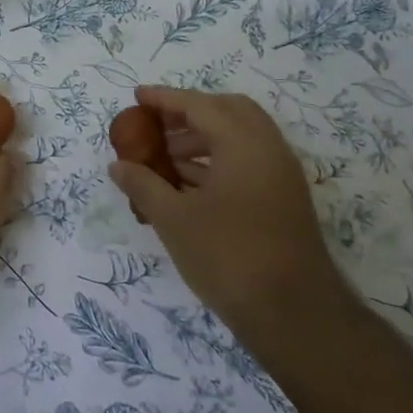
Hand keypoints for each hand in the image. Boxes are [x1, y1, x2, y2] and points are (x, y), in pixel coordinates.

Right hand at [108, 86, 351, 354]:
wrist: (294, 316)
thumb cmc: (228, 257)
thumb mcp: (173, 219)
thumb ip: (143, 185)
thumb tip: (118, 165)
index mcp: (243, 144)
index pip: (200, 104)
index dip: (165, 99)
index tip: (137, 96)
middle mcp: (268, 149)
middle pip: (227, 111)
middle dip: (189, 113)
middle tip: (157, 126)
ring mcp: (281, 176)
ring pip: (239, 138)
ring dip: (202, 139)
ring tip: (164, 160)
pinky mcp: (284, 200)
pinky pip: (247, 162)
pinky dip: (217, 161)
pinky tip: (187, 185)